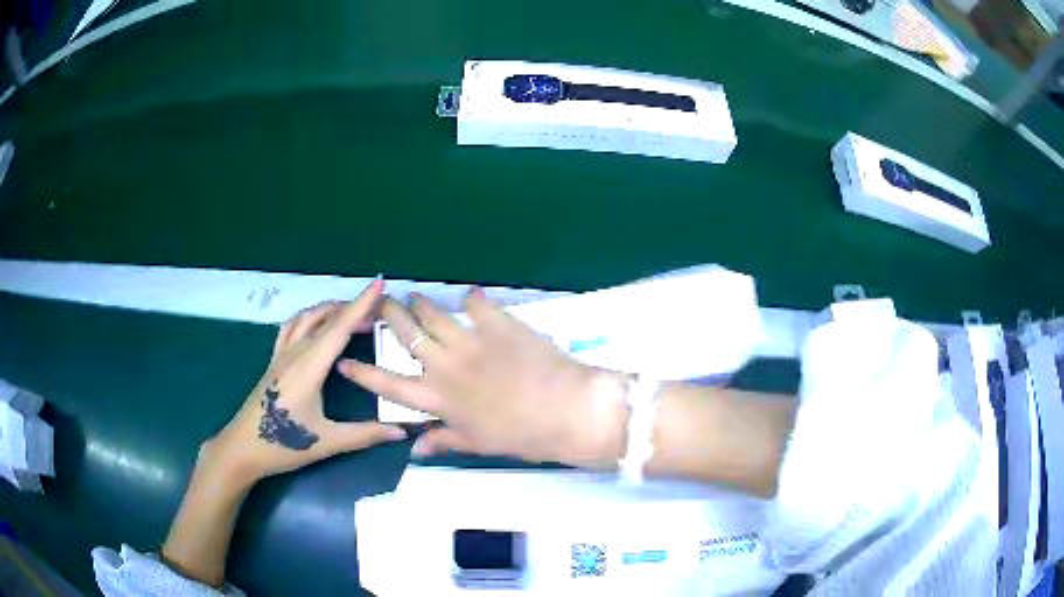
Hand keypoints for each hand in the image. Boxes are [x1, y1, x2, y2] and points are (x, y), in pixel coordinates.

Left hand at [206, 279, 406, 485]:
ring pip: (306, 318)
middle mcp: (294, 354)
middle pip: (324, 317)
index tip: (380, 283)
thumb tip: (403, 430)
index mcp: (308, 368)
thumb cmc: (283, 445)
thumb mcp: (328, 442)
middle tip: (378, 312)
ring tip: (352, 317)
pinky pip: (291, 328)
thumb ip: (366, 434)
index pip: (339, 328)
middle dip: (352, 307)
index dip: (361, 304)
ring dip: (330, 310)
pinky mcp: (273, 362)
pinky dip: (309, 318)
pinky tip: (317, 328)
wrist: (242, 448)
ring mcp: (280, 355)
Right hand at [338, 289, 628, 468]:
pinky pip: (476, 303)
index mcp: (438, 399)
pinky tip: (471, 297)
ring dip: (421, 303)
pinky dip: (471, 299)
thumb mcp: (478, 443)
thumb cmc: (521, 436)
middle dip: (389, 315)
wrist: (565, 410)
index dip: (362, 373)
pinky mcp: (497, 322)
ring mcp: (470, 340)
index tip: (343, 360)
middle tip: (382, 303)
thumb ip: (443, 440)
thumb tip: (414, 448)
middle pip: (406, 335)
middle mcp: (445, 366)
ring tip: (415, 297)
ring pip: (433, 313)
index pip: (388, 385)